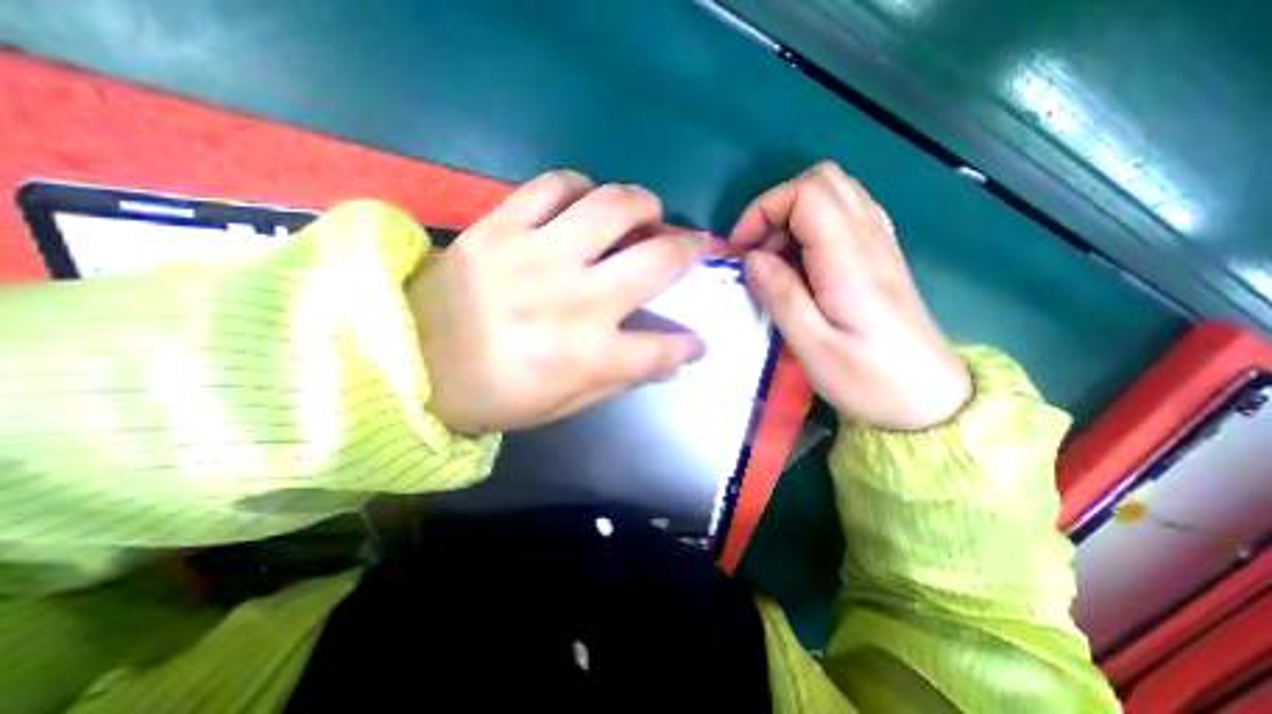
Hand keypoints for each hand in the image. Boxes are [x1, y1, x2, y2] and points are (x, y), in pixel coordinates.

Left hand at [408, 171, 704, 433]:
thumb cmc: (493, 395)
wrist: (407, 363)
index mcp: (589, 355)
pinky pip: (553, 184)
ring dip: (643, 204)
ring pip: (612, 205)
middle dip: (690, 249)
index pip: (664, 349)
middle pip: (657, 260)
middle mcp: (575, 300)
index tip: (698, 341)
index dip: (689, 345)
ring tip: (646, 213)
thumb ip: (620, 380)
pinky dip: (580, 186)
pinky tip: (585, 201)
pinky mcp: (501, 227)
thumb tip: (668, 362)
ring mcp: (538, 256)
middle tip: (694, 246)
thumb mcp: (564, 403)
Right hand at [732, 160, 970, 430]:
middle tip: (757, 251)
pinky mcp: (881, 256)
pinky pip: (846, 215)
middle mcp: (870, 239)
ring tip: (775, 261)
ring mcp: (881, 244)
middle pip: (823, 181)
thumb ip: (780, 296)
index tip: (742, 248)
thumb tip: (751, 258)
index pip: (807, 194)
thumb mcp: (812, 346)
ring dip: (793, 217)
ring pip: (835, 193)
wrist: (927, 399)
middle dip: (777, 207)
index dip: (764, 209)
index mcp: (850, 260)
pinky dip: (813, 227)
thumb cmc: (867, 379)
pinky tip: (802, 263)